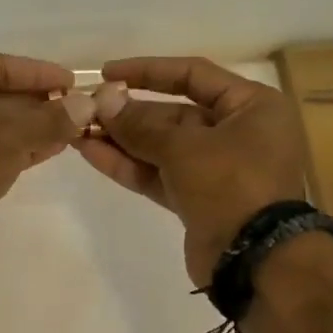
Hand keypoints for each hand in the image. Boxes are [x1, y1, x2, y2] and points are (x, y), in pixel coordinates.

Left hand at [0, 53, 78, 264]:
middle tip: (72, 108)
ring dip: (28, 129)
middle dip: (34, 104)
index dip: (38, 74)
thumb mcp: (14, 130)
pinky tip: (48, 150)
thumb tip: (88, 106)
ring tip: (68, 130)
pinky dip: (14, 150)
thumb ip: (53, 117)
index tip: (71, 82)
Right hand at [76, 57, 311, 285]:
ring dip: (122, 140)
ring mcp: (216, 169)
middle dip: (128, 113)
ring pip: (162, 147)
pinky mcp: (197, 199)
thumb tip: (103, 101)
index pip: (193, 75)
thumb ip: (140, 125)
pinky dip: (129, 165)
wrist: (254, 260)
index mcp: (251, 107)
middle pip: (174, 113)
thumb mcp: (184, 148)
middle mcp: (237, 132)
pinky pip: (159, 174)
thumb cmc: (232, 185)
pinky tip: (91, 153)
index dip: (149, 71)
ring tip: (79, 130)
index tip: (108, 72)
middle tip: (86, 109)